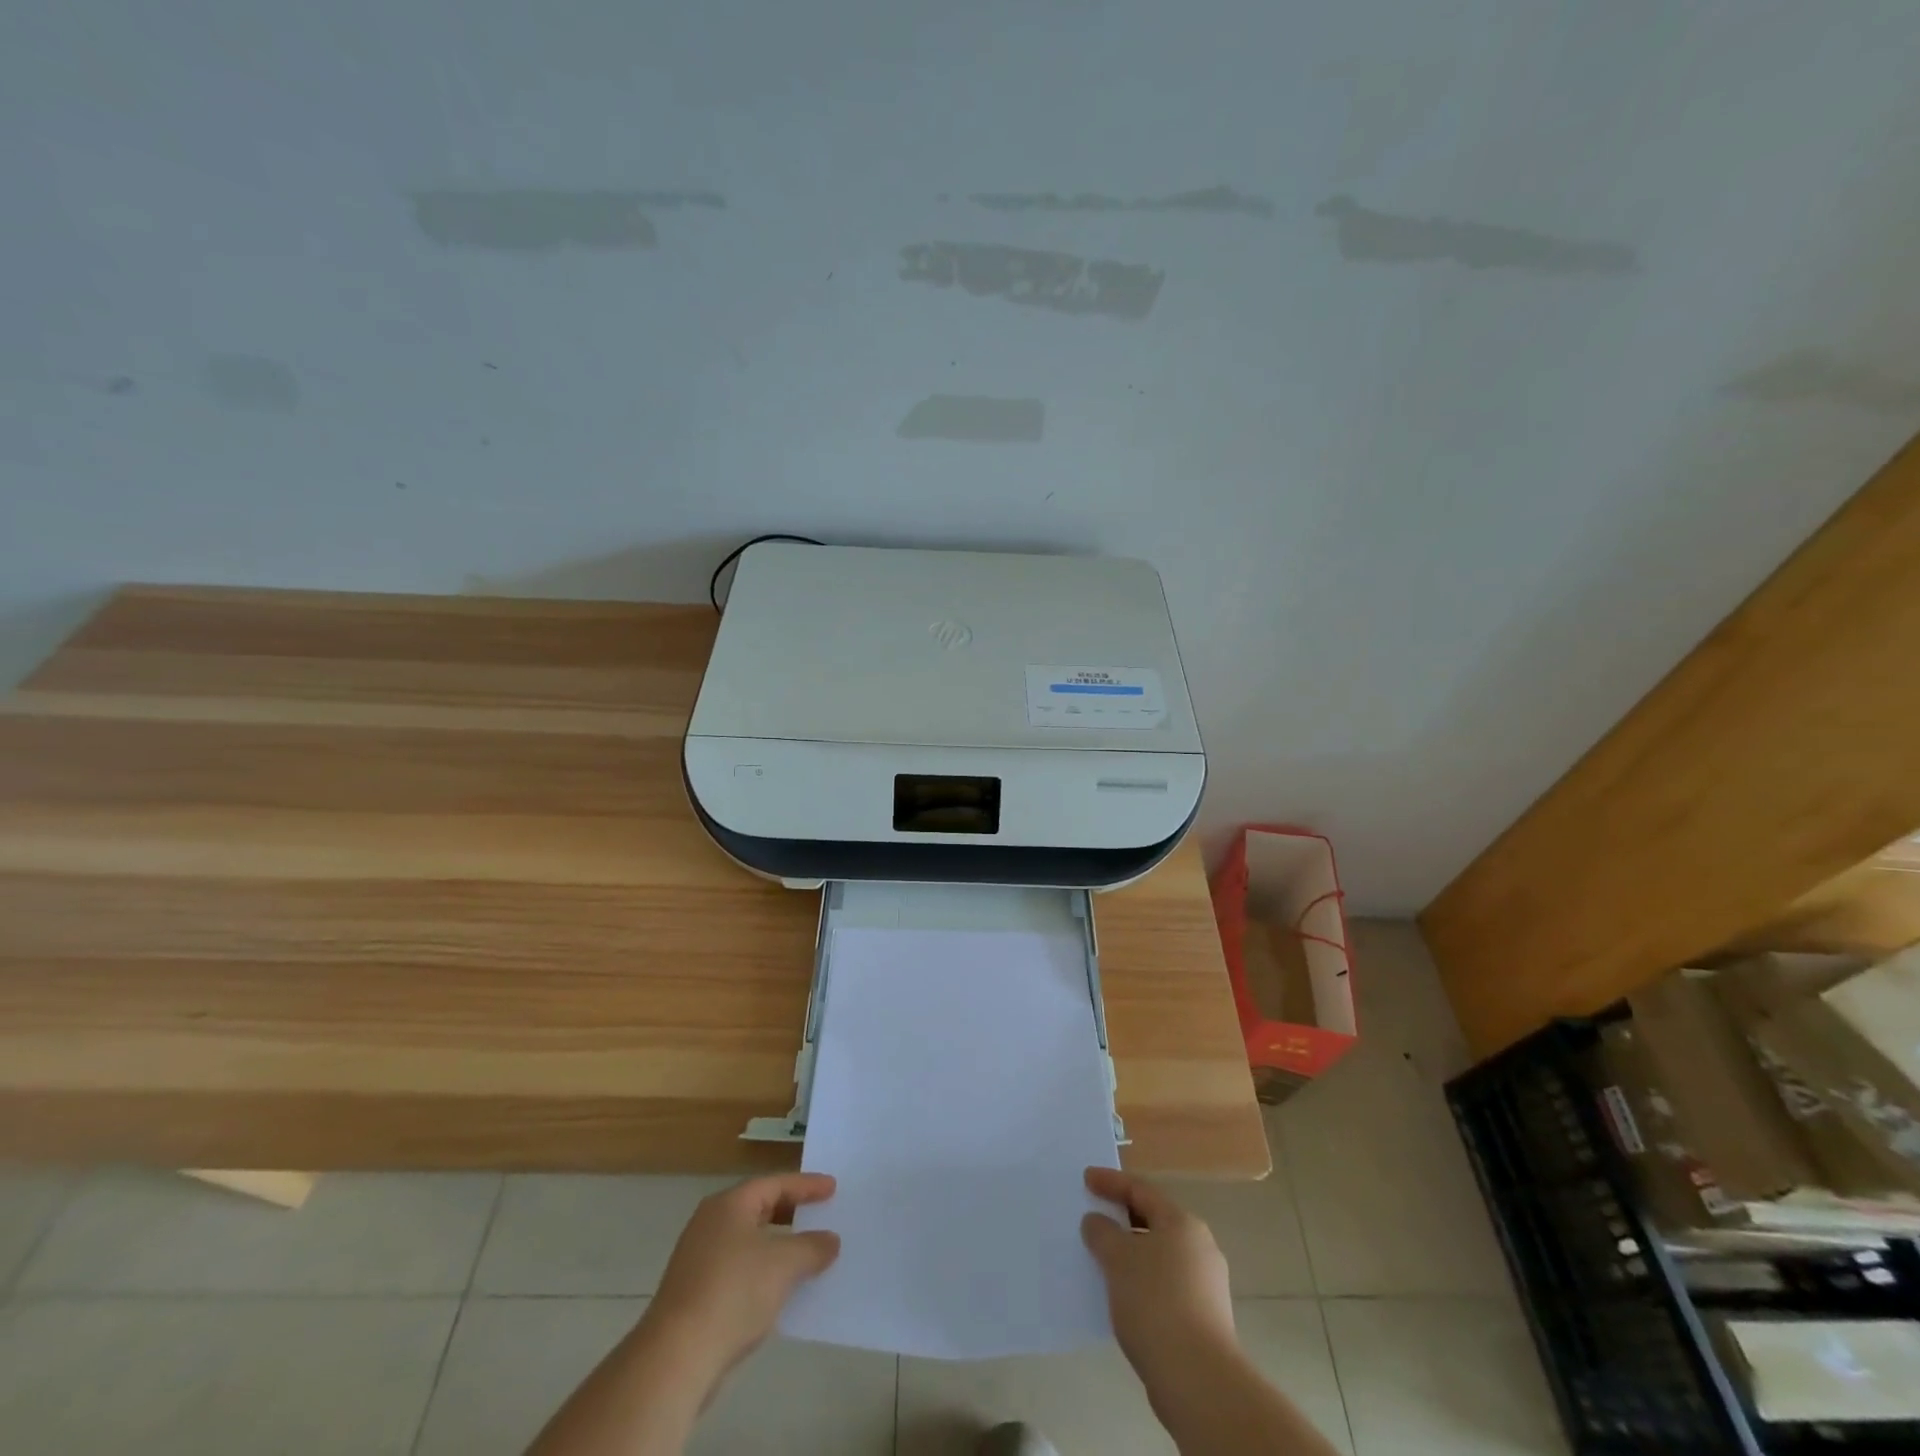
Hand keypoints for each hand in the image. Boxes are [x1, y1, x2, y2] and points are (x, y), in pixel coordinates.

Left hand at [641, 1173, 840, 1382]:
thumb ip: (812, 1247)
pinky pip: (737, 1269)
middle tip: (819, 1215)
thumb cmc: (733, 1292)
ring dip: (777, 1246)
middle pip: (758, 1208)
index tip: (833, 1188)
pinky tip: (777, 1290)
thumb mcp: (784, 1265)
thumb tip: (831, 1240)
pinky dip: (761, 1271)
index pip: (775, 1184)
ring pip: (747, 1241)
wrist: (675, 1358)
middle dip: (791, 1213)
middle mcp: (710, 1223)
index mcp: (729, 1204)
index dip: (807, 1186)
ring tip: (805, 1254)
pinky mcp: (693, 1293)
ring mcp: (697, 1259)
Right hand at [1081, 1167, 1235, 1387]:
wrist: (1198, 1379)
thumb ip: (1102, 1232)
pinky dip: (1141, 1282)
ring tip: (1102, 1261)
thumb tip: (1097, 1221)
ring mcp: (1205, 1285)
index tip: (1086, 1179)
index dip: (1111, 1182)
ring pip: (1159, 1256)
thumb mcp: (1118, 1258)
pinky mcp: (1204, 1318)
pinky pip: (1164, 1285)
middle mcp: (1199, 1246)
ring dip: (1131, 1253)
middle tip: (1094, 1218)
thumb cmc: (1155, 1303)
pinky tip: (1123, 1298)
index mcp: (1182, 1223)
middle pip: (1153, 1221)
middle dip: (1122, 1219)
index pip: (1141, 1190)